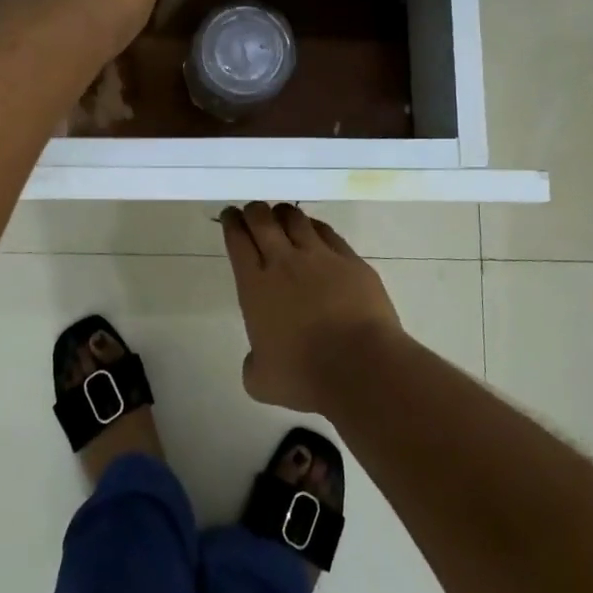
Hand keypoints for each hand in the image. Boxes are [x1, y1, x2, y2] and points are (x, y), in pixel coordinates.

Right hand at [221, 203, 403, 413]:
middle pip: (263, 220)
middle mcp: (284, 262)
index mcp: (255, 286)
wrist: (362, 366)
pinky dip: (315, 227)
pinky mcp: (350, 260)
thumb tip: (258, 357)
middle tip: (252, 211)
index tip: (230, 216)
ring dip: (284, 214)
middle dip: (254, 211)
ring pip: (296, 218)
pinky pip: (327, 232)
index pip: (237, 241)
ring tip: (281, 216)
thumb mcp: (262, 381)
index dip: (232, 223)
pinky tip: (314, 230)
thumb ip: (253, 363)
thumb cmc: (305, 375)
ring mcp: (320, 256)